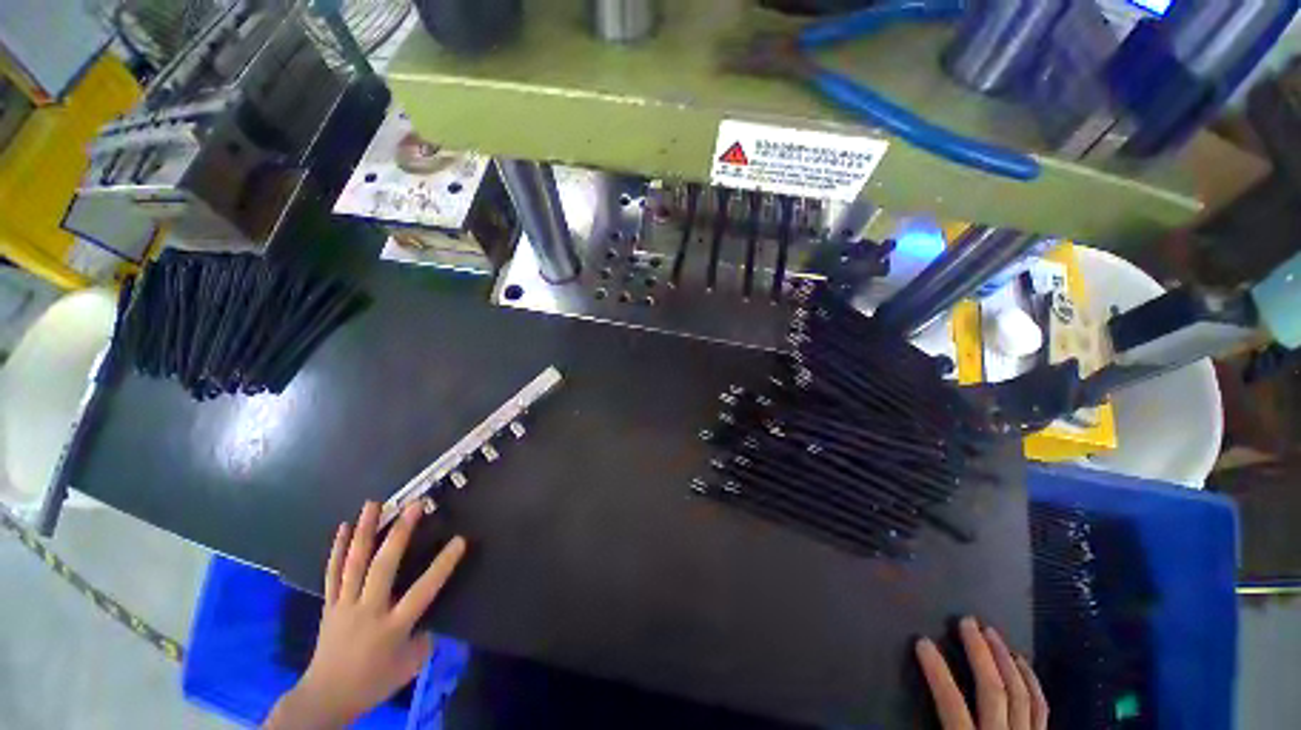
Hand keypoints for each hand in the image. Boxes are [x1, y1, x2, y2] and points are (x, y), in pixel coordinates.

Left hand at [265, 501, 466, 729]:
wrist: (326, 698)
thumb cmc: (373, 682)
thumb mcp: (409, 666)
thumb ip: (424, 638)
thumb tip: (429, 617)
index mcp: (392, 627)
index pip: (423, 591)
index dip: (443, 565)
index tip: (460, 540)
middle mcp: (368, 610)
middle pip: (383, 567)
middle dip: (399, 534)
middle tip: (413, 505)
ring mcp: (345, 605)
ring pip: (354, 563)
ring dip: (365, 531)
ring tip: (373, 504)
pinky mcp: (330, 604)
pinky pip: (333, 573)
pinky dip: (338, 549)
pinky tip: (343, 528)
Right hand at [915, 616, 1047, 729]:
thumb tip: (880, 729)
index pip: (952, 706)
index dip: (937, 673)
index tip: (922, 642)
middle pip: (994, 692)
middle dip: (980, 654)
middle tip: (966, 622)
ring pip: (1022, 695)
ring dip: (1006, 660)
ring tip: (992, 633)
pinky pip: (1041, 709)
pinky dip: (1032, 682)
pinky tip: (1022, 662)